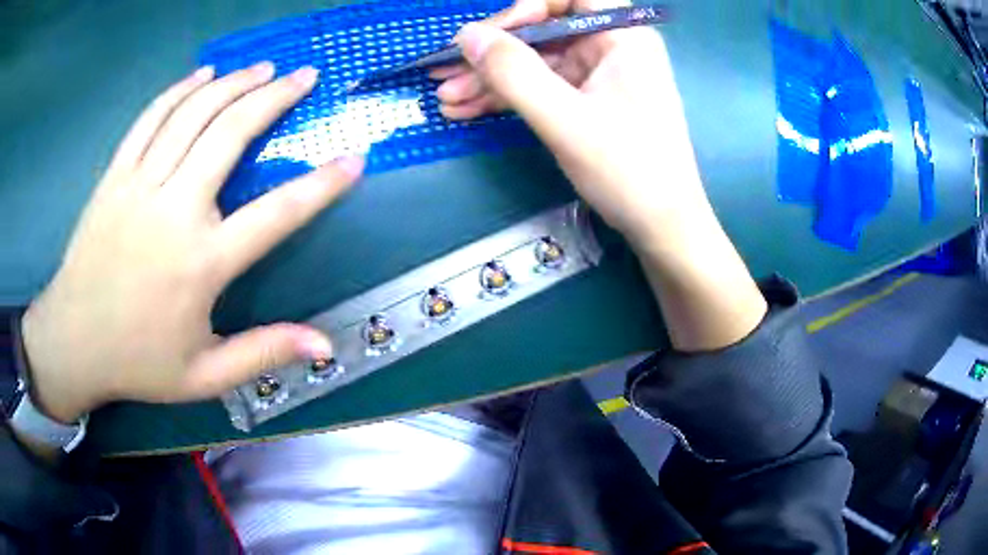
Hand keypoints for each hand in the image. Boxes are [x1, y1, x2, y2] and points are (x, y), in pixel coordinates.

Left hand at [21, 64, 363, 423]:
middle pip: (231, 134)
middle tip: (305, 75)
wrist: (73, 342)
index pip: (277, 213)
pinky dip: (181, 90)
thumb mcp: (205, 376)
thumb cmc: (138, 362)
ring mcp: (139, 185)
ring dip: (234, 83)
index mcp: (201, 264)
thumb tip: (326, 346)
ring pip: (193, 114)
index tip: (354, 159)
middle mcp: (173, 212)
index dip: (321, 185)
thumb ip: (263, 352)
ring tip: (263, 68)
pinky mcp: (115, 175)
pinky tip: (204, 74)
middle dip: (275, 98)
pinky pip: (151, 118)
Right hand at [433, 0, 708, 245]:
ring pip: (536, 63)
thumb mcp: (564, 119)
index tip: (489, 37)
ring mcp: (600, 76)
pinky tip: (469, 110)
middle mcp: (612, 47)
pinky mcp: (589, 102)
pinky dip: (508, 98)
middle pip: (543, 31)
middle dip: (492, 54)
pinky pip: (543, 88)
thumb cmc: (627, 170)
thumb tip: (465, 35)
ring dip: (491, 80)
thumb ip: (513, 73)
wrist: (662, 227)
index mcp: (622, 36)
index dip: (524, 9)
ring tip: (446, 100)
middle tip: (443, 75)